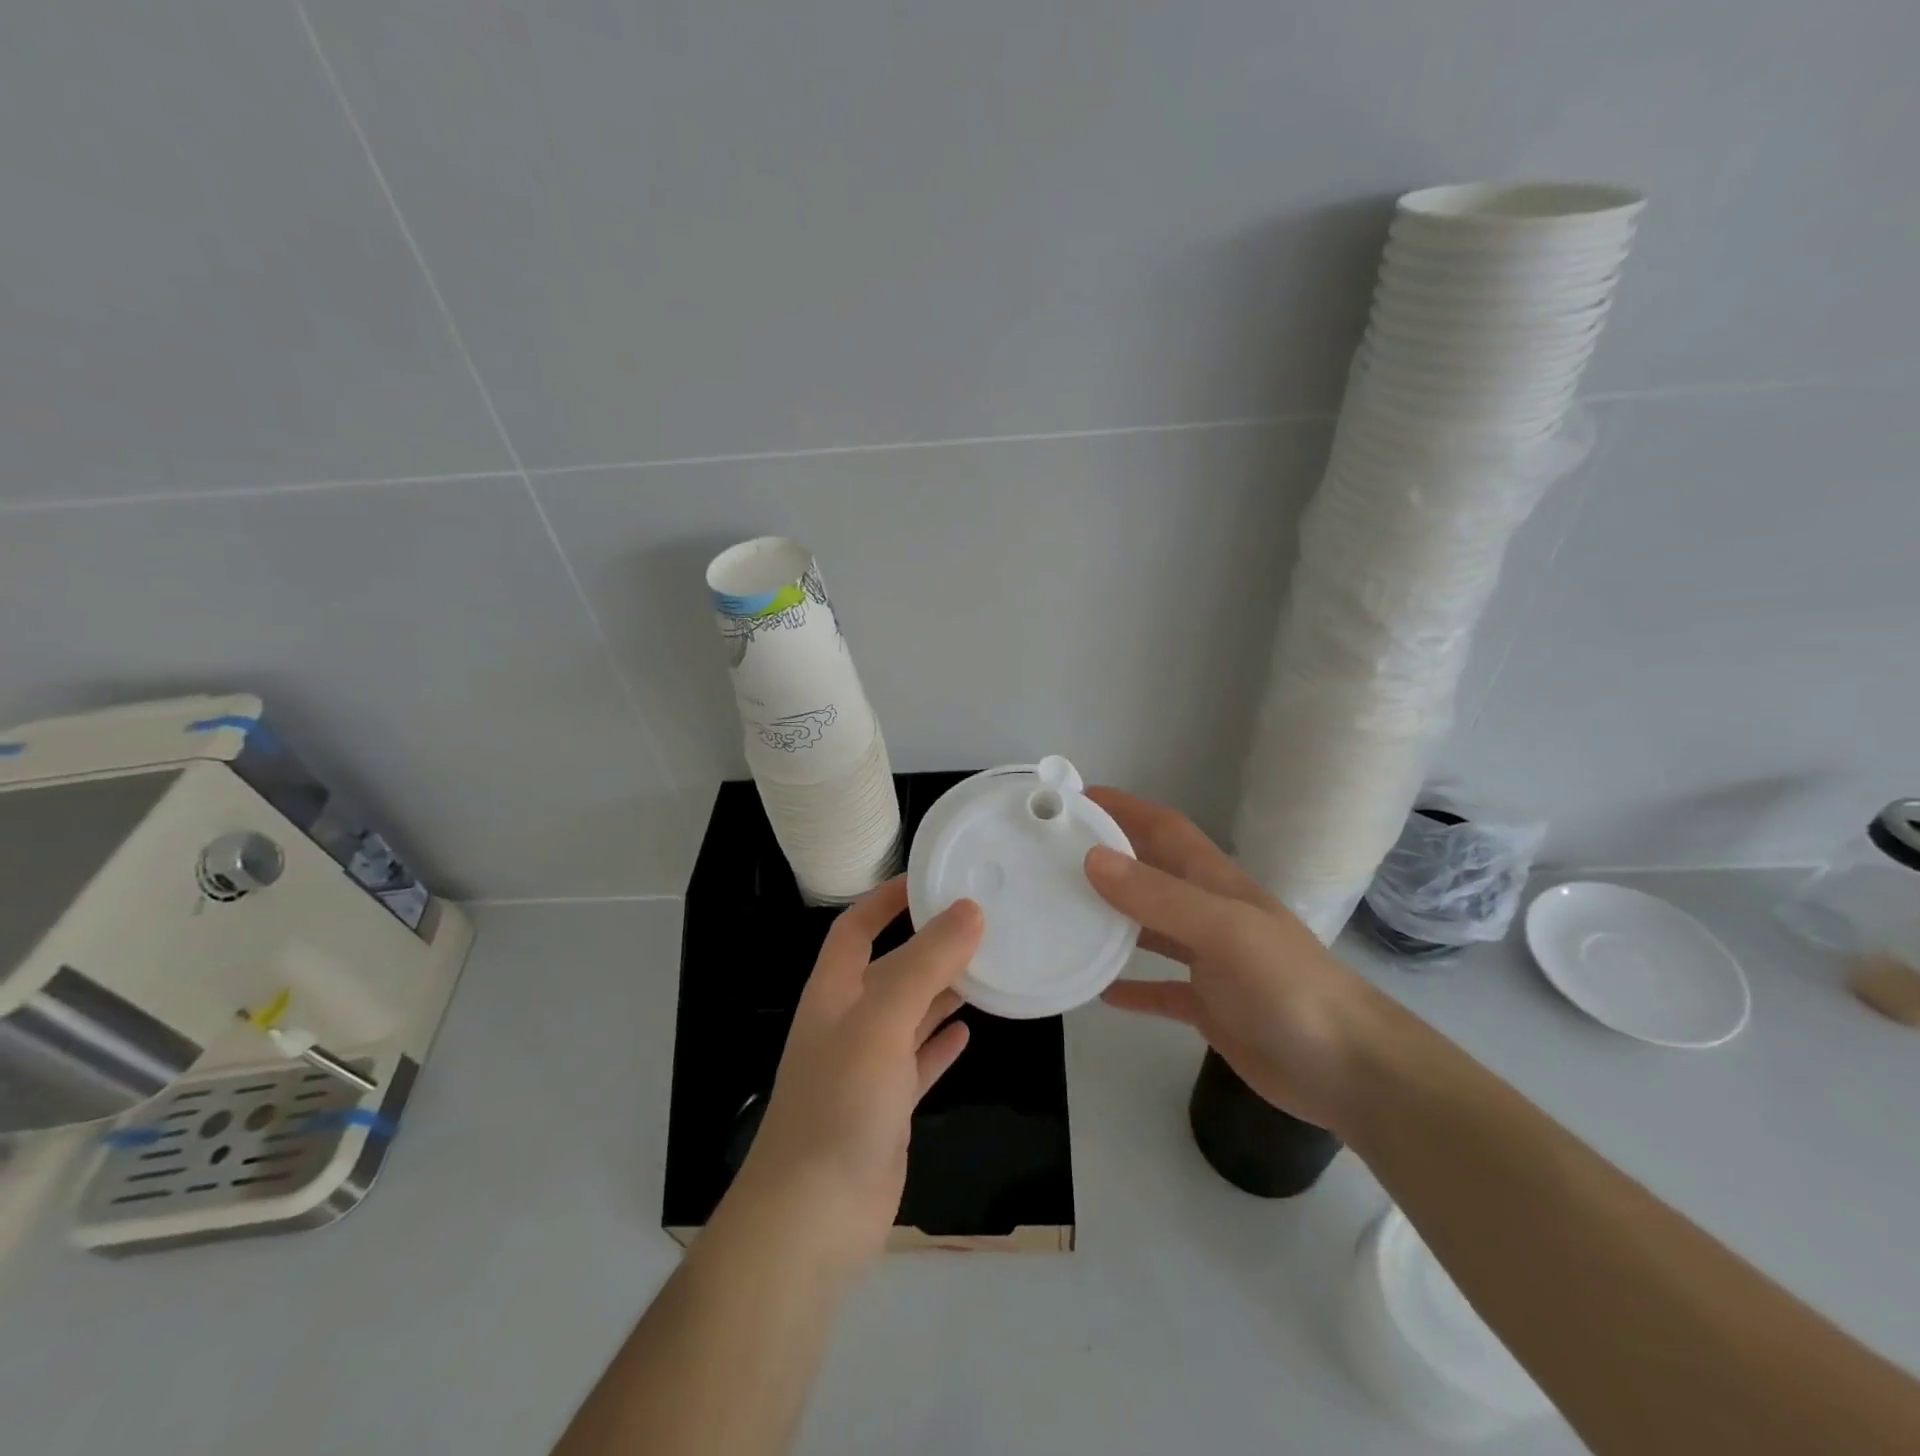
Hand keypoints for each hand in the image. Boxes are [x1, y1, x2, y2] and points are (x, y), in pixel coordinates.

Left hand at [736, 878, 980, 1264]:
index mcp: (834, 992)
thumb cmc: (841, 1102)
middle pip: (890, 968)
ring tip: (987, 969)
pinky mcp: (888, 1108)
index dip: (886, 900)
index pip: (856, 928)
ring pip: (909, 1014)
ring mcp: (867, 1068)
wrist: (814, 1216)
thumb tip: (969, 911)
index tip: (930, 879)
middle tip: (980, 924)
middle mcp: (848, 1023)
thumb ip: (925, 964)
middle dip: (927, 945)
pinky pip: (919, 1062)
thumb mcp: (882, 1020)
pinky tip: (969, 1033)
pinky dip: (941, 1044)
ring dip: (942, 992)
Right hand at [1083, 788, 1385, 1135]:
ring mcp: (1209, 961)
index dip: (1123, 808)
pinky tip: (1099, 993)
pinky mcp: (1209, 1007)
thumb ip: (1159, 897)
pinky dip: (1131, 986)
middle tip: (1051, 859)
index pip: (1163, 828)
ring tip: (1063, 915)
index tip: (1073, 801)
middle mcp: (1209, 913)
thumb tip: (1092, 859)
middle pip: (1150, 873)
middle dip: (1107, 858)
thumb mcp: (1222, 931)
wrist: (1348, 1070)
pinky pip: (1160, 989)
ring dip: (1112, 919)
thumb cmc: (1286, 986)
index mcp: (1214, 883)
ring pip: (1150, 929)